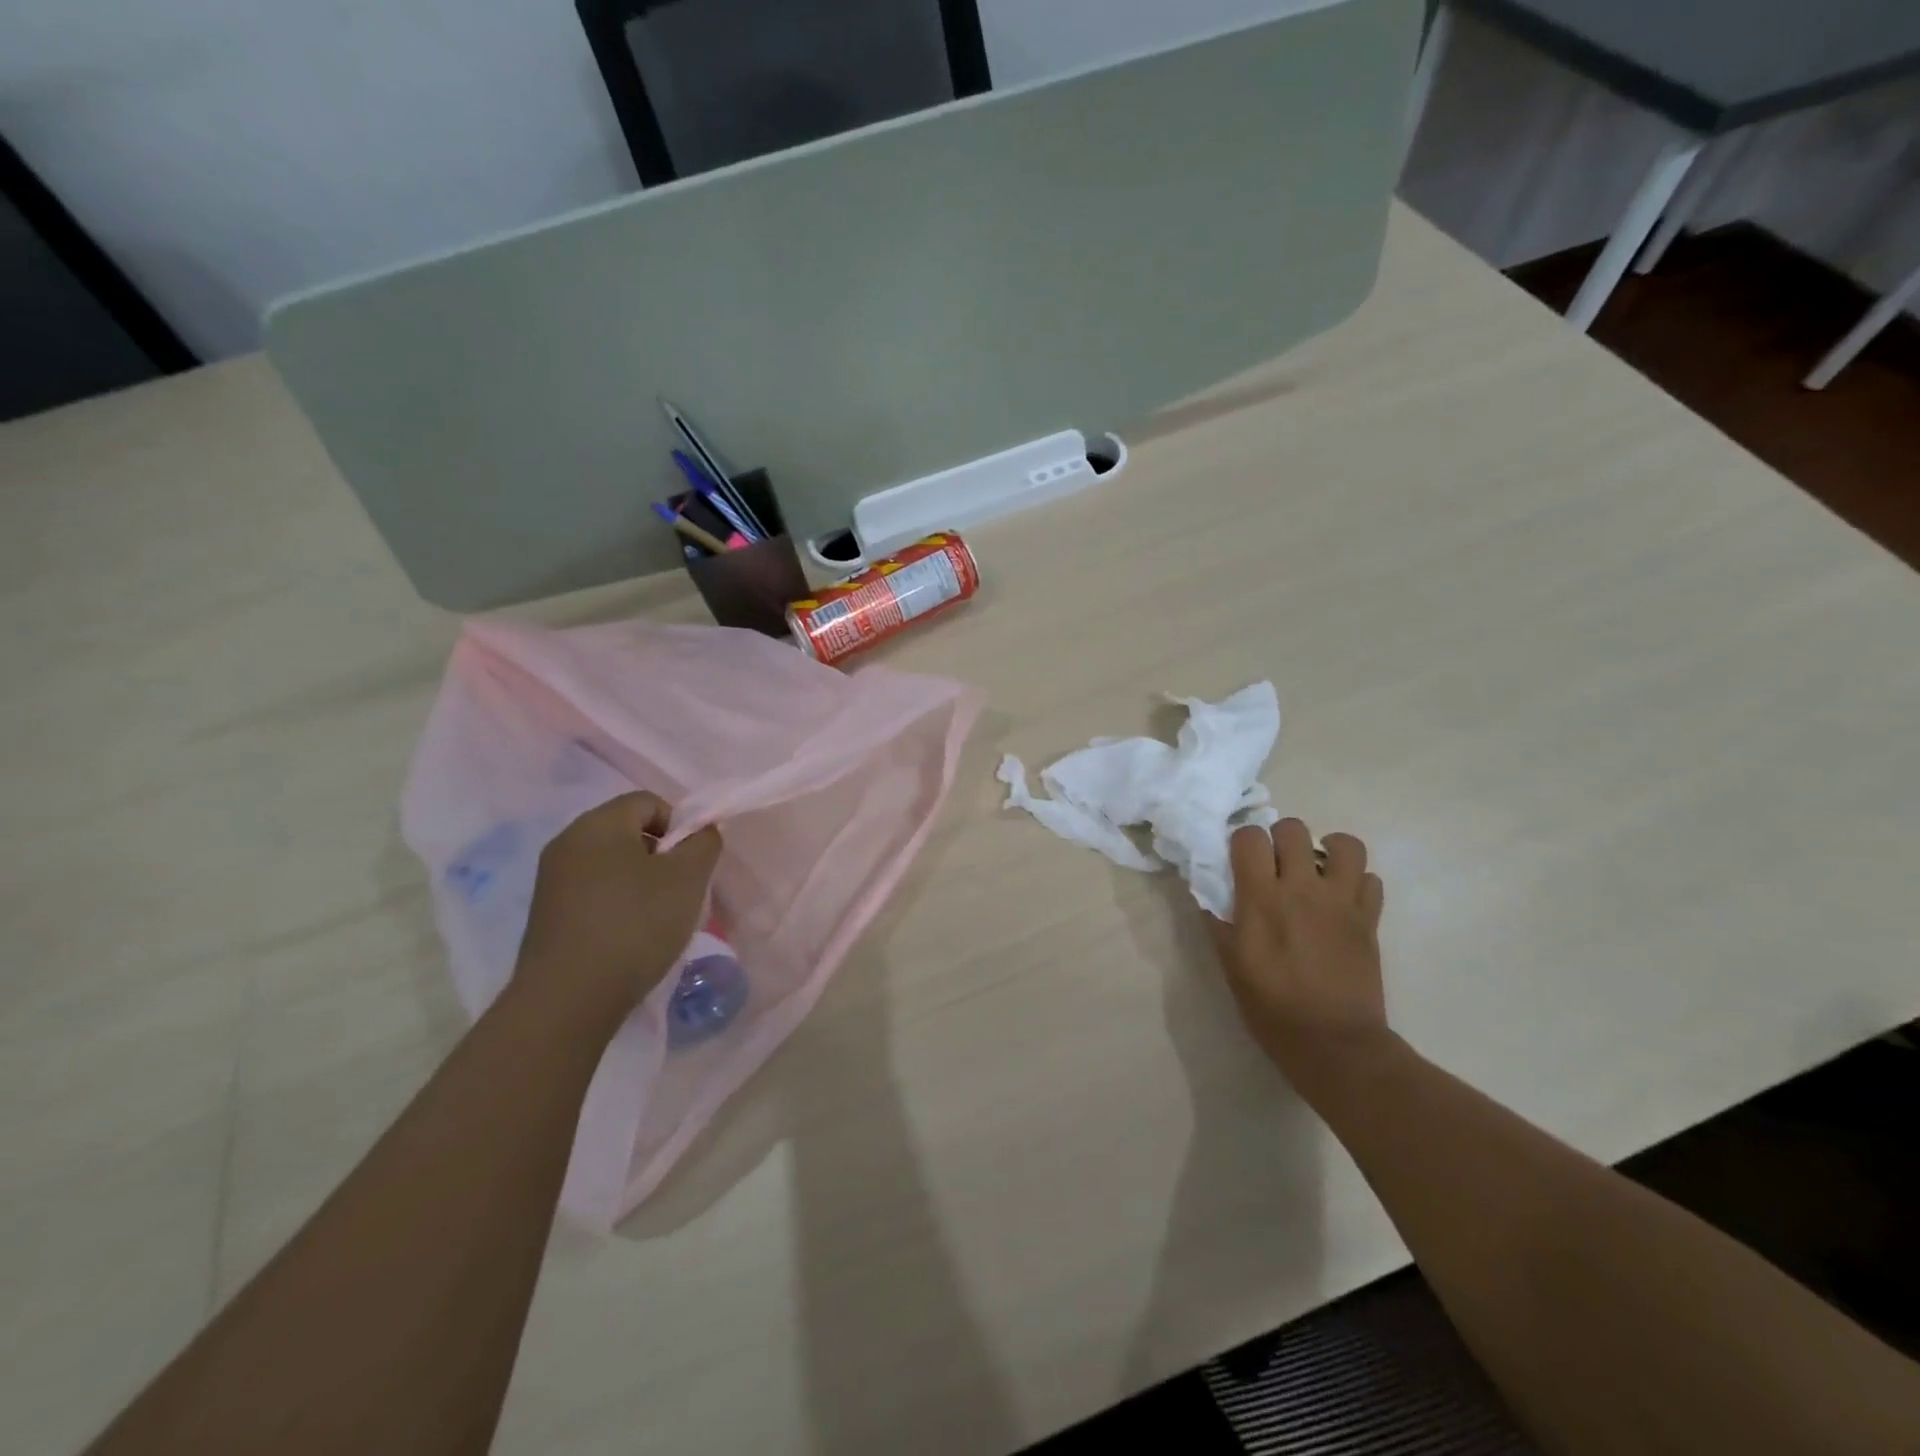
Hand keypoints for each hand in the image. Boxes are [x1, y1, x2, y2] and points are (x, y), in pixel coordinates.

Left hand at [514, 792, 723, 1027]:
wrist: (567, 1000)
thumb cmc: (634, 925)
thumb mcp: (687, 878)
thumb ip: (703, 842)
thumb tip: (700, 831)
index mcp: (598, 824)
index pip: (648, 802)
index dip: (680, 825)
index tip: (692, 863)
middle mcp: (567, 842)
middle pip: (628, 831)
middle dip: (662, 855)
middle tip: (680, 890)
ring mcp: (551, 880)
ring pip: (611, 864)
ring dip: (641, 882)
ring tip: (658, 918)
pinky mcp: (547, 915)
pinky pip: (593, 892)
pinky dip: (618, 904)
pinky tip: (630, 937)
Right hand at [1210, 818, 1388, 1081]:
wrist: (1333, 1044)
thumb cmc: (1271, 1006)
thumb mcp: (1229, 963)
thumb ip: (1217, 918)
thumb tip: (1206, 887)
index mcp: (1262, 898)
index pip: (1250, 836)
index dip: (1242, 841)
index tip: (1240, 860)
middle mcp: (1303, 889)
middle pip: (1293, 829)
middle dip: (1280, 839)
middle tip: (1276, 865)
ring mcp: (1342, 902)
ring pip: (1345, 845)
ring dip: (1327, 850)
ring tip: (1317, 870)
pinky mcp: (1370, 919)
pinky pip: (1371, 880)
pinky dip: (1356, 882)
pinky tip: (1341, 901)